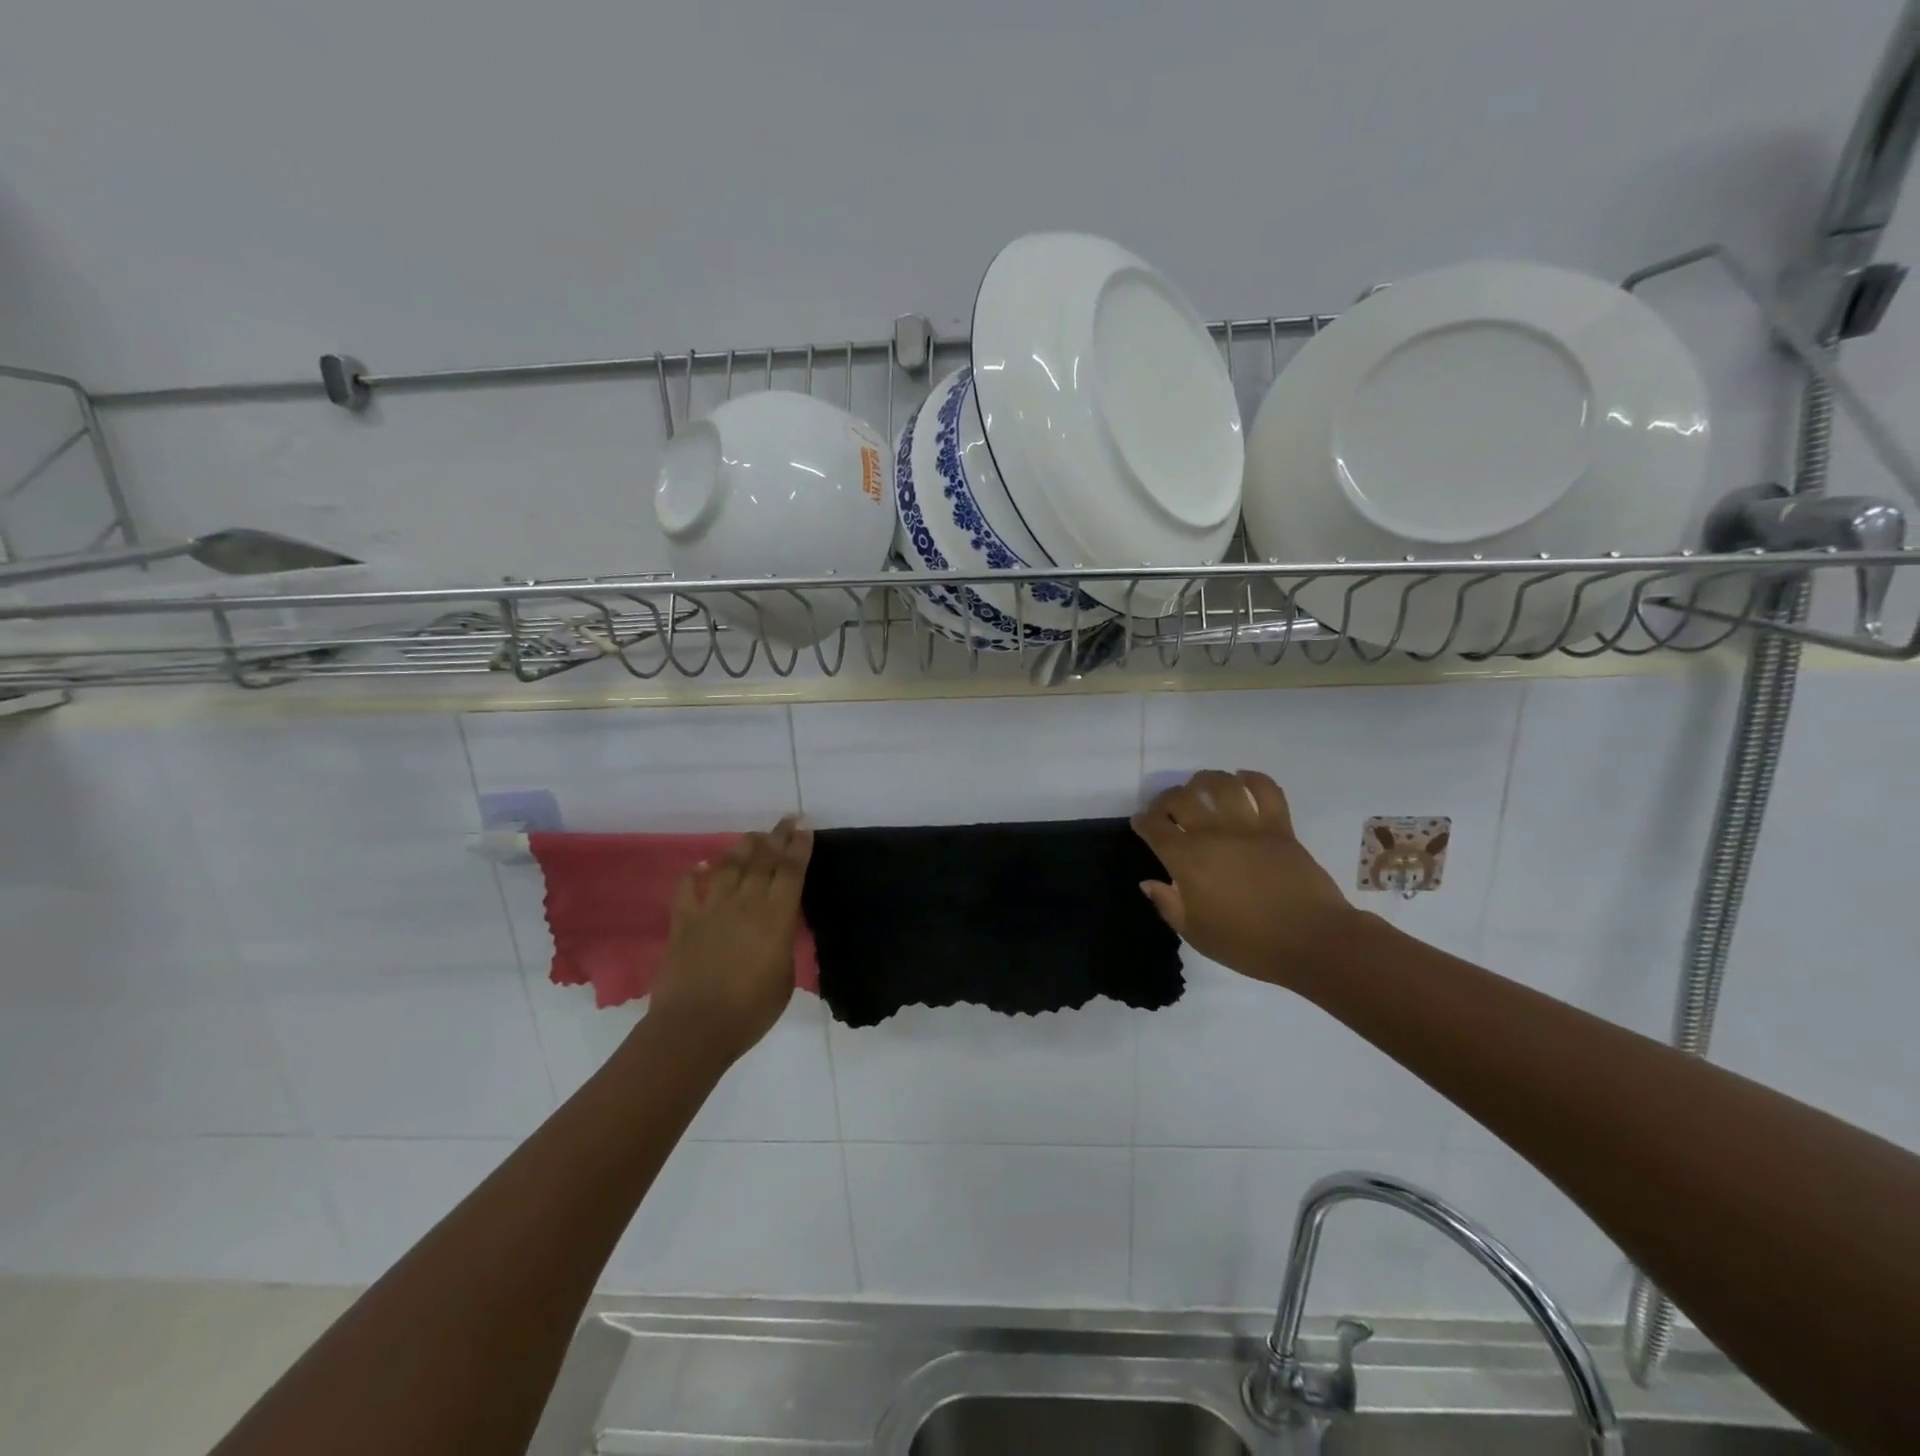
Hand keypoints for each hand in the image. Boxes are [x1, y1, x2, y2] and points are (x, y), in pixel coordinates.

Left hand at [646, 816, 812, 1064]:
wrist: (694, 1028)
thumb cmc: (749, 1011)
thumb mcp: (784, 979)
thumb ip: (783, 946)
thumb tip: (779, 931)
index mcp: (775, 917)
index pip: (791, 872)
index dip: (799, 848)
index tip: (805, 828)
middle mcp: (745, 904)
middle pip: (763, 861)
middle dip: (776, 837)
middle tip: (785, 820)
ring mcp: (711, 910)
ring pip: (728, 867)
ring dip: (742, 848)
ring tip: (752, 836)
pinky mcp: (684, 923)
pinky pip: (687, 891)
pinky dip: (693, 875)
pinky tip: (699, 865)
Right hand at [1131, 770, 1357, 989]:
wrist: (1312, 941)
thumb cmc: (1249, 944)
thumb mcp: (1196, 934)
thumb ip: (1168, 904)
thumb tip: (1149, 882)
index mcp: (1187, 860)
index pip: (1154, 827)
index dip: (1143, 821)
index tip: (1141, 824)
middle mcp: (1213, 833)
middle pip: (1181, 798)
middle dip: (1166, 798)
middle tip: (1166, 808)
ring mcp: (1249, 826)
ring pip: (1220, 784)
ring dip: (1204, 780)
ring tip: (1199, 786)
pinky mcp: (1280, 826)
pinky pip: (1266, 789)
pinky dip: (1252, 779)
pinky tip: (1243, 780)